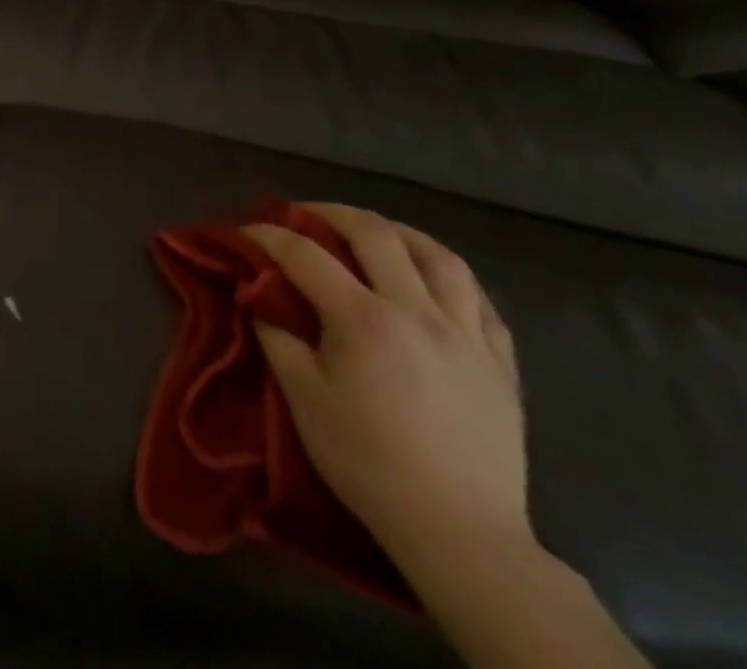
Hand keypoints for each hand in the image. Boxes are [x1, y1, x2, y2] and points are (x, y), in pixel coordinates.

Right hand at [243, 204, 529, 572]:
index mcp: (364, 320)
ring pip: (439, 256)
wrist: (459, 532)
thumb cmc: (367, 461)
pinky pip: (479, 299)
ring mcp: (467, 335)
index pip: (305, 254)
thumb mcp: (302, 398)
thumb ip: (277, 336)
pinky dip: (448, 275)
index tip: (245, 231)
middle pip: (375, 234)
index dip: (269, 234)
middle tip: (304, 216)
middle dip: (330, 214)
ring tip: (374, 233)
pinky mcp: (500, 362)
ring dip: (398, 233)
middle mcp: (418, 312)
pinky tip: (431, 280)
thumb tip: (260, 295)